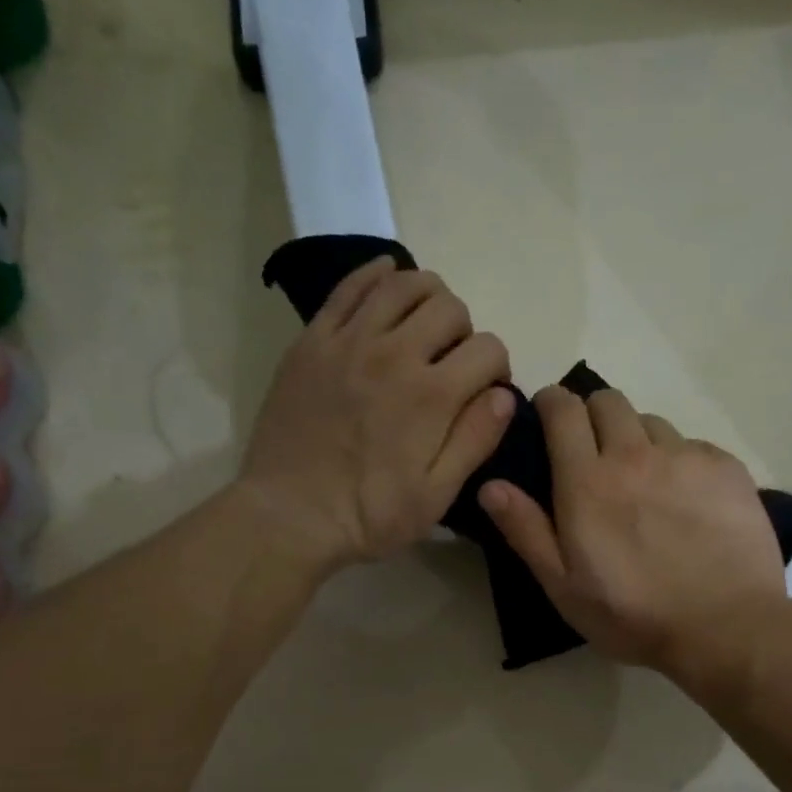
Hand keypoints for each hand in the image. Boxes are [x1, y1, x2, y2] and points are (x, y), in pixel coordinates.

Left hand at [238, 260, 516, 569]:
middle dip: (465, 333)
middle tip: (452, 364)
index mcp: (432, 396)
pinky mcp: (313, 340)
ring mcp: (349, 341)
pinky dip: (377, 275)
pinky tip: (387, 282)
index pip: (488, 349)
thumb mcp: (435, 496)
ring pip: (403, 285)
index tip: (485, 391)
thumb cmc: (368, 516)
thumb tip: (503, 395)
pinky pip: (350, 287)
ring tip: (424, 326)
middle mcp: (394, 354)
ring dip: (428, 297)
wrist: (288, 515)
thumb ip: (474, 441)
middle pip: (450, 308)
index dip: (497, 368)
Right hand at [479, 385, 786, 682]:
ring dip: (638, 440)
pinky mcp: (727, 469)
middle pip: (608, 401)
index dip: (552, 404)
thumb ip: (526, 530)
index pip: (563, 410)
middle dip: (593, 415)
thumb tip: (491, 484)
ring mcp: (686, 458)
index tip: (549, 418)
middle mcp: (635, 454)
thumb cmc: (632, 615)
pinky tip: (688, 500)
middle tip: (594, 453)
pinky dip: (681, 462)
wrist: (724, 627)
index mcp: (587, 481)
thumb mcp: (563, 585)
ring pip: (652, 423)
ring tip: (644, 481)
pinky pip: (694, 446)